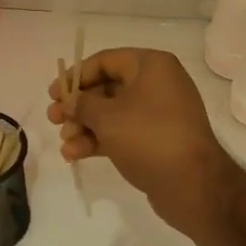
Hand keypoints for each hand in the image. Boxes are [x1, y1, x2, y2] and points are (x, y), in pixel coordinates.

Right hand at [47, 48, 236, 238]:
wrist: (192, 185)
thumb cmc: (148, 138)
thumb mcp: (107, 117)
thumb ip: (81, 104)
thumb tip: (69, 102)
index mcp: (151, 66)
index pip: (106, 61)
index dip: (76, 76)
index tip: (53, 94)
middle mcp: (158, 84)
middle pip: (107, 88)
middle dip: (78, 107)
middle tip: (53, 121)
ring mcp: (159, 113)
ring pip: (112, 113)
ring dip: (85, 127)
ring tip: (65, 144)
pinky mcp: (157, 139)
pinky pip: (122, 132)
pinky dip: (99, 140)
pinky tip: (75, 155)